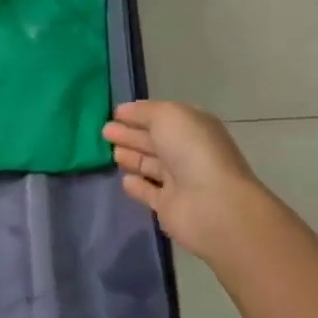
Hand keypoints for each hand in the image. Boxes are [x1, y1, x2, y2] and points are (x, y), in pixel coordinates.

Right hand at [103, 100, 272, 271]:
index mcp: (193, 127)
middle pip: (154, 140)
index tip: (114, 113)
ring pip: (150, 165)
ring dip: (131, 157)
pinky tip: (124, 180)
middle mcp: (187, 152)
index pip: (162, 117)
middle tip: (104, 131)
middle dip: (130, 134)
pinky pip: (149, 192)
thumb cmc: (192, 151)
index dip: (138, 114)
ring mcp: (179, 181)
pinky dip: (137, 186)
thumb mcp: (167, 116)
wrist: (213, 204)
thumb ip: (144, 111)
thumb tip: (124, 111)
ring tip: (109, 152)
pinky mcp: (169, 206)